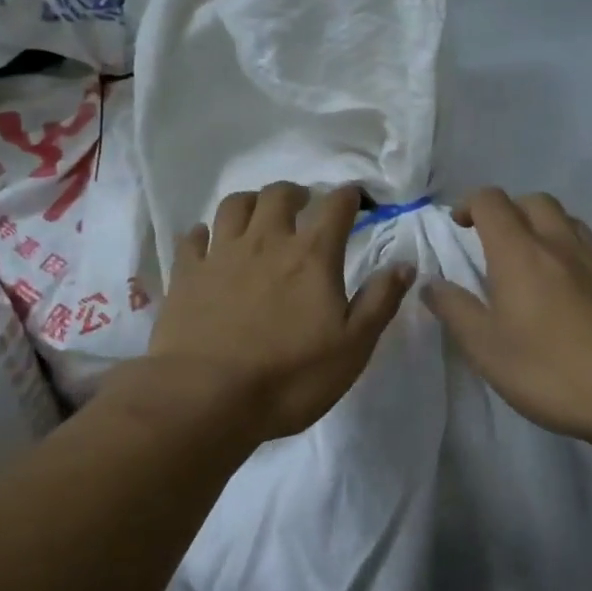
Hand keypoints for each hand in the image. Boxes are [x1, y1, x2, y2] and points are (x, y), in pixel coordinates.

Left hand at [145, 183, 414, 444]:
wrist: (207, 398)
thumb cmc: (290, 377)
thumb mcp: (353, 347)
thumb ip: (379, 301)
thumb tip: (405, 264)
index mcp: (311, 255)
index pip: (335, 206)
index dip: (349, 196)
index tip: (355, 199)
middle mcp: (266, 241)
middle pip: (279, 194)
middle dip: (296, 193)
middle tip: (303, 206)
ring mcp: (221, 254)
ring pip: (234, 205)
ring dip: (251, 202)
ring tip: (258, 215)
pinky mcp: (186, 274)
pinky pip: (193, 238)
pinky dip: (204, 234)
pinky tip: (208, 243)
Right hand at [421, 188, 591, 450]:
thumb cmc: (550, 372)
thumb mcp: (486, 349)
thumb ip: (455, 311)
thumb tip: (432, 284)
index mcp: (520, 253)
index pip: (492, 202)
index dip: (470, 204)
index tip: (458, 226)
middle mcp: (560, 245)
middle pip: (533, 200)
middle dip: (507, 209)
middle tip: (491, 240)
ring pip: (566, 219)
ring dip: (541, 224)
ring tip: (528, 258)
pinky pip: (588, 247)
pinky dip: (567, 249)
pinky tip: (563, 288)